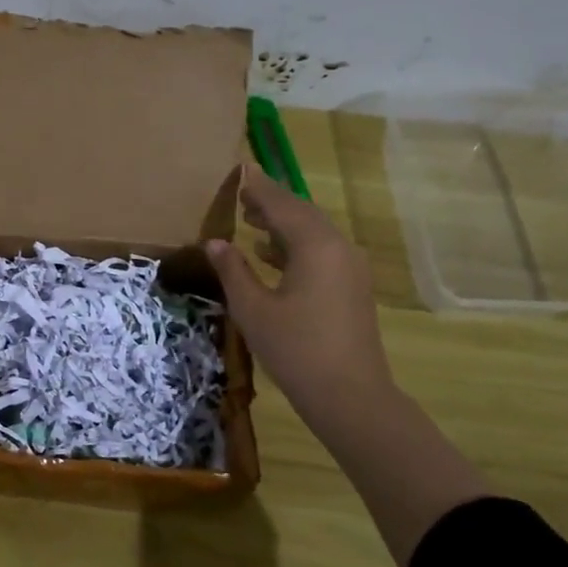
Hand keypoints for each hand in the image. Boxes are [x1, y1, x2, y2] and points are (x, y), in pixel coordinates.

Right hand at [205, 169, 398, 430]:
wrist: (350, 396)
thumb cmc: (295, 349)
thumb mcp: (253, 309)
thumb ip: (233, 270)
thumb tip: (215, 242)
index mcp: (314, 245)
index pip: (281, 204)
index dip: (258, 187)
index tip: (239, 170)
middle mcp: (338, 247)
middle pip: (301, 213)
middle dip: (271, 203)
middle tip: (241, 195)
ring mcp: (350, 267)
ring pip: (313, 232)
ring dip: (283, 224)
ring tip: (251, 220)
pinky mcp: (352, 287)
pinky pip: (322, 251)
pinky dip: (296, 245)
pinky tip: (271, 255)